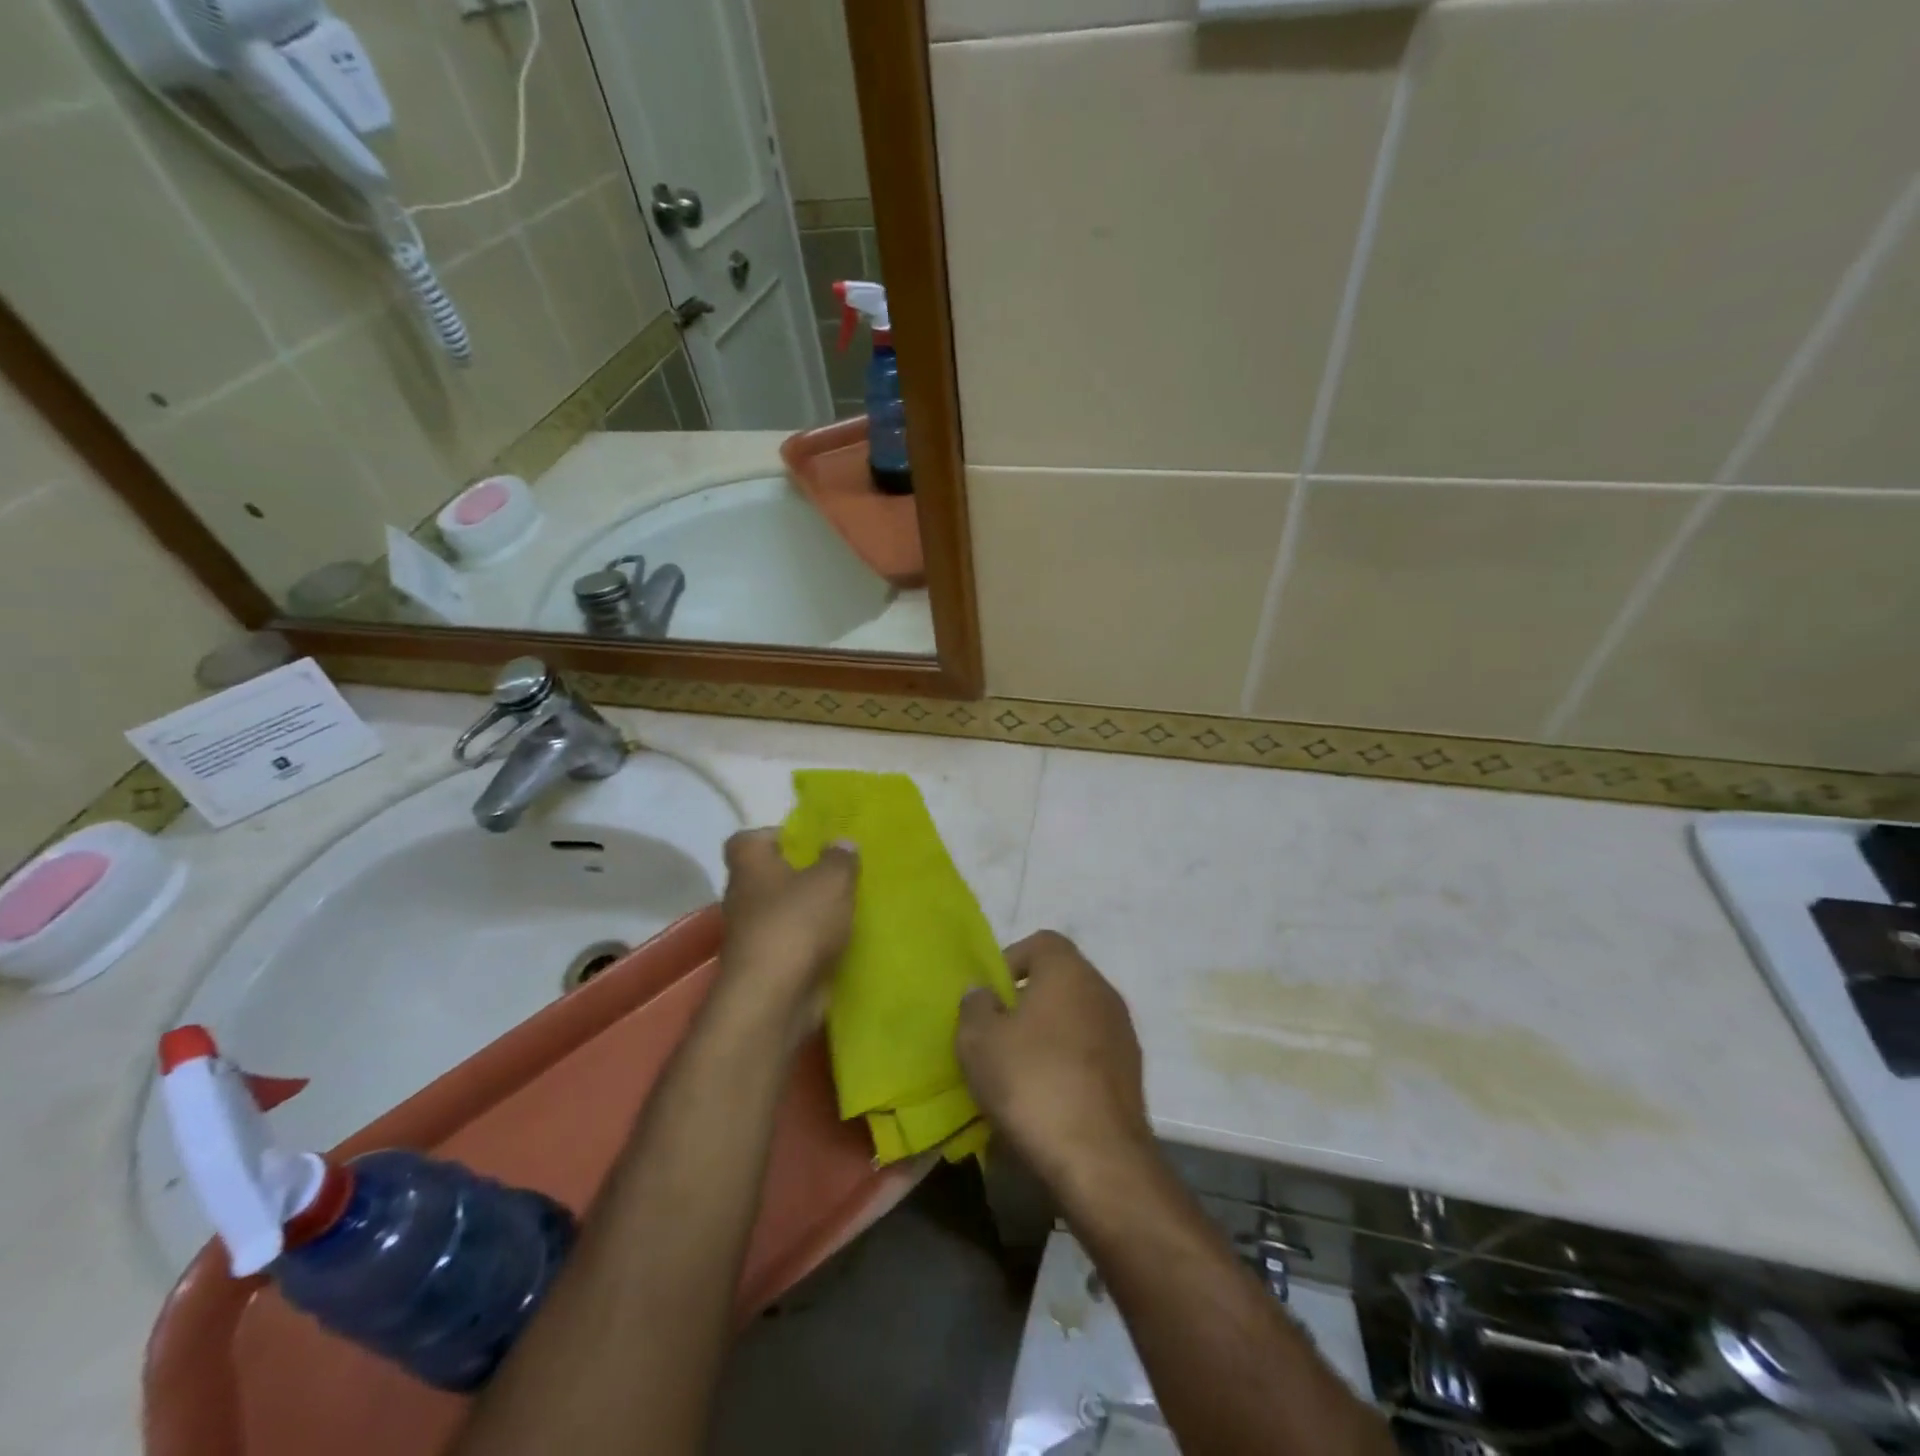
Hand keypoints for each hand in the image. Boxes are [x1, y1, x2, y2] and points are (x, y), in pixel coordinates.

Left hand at [716, 829, 857, 1042]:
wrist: (774, 998)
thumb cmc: (797, 923)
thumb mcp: (832, 880)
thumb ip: (840, 858)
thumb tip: (841, 842)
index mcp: (750, 867)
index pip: (747, 840)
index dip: (774, 836)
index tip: (806, 842)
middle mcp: (743, 898)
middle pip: (767, 878)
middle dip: (799, 876)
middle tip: (836, 875)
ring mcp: (751, 936)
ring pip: (781, 914)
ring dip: (807, 913)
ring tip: (845, 909)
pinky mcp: (765, 968)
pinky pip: (791, 945)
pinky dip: (810, 944)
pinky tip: (841, 942)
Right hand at [955, 931, 1154, 1194]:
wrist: (1099, 1158)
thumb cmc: (1032, 1082)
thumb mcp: (979, 1040)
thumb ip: (975, 1005)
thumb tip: (984, 993)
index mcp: (1068, 971)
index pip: (1041, 942)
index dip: (1011, 960)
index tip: (990, 997)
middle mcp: (1102, 990)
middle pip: (1059, 980)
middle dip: (1027, 1001)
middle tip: (998, 1034)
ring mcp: (1123, 1032)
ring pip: (1076, 1018)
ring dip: (1048, 1034)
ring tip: (1019, 1070)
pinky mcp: (1132, 1073)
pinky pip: (1090, 1052)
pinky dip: (1069, 1063)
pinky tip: (1048, 1097)